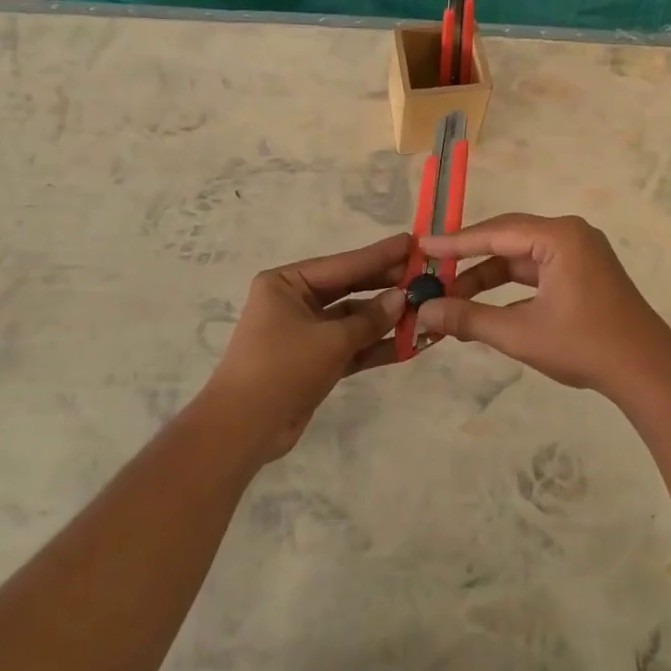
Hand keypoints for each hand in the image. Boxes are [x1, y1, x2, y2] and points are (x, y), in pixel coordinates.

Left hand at [202, 233, 409, 463]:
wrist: (243, 429)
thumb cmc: (282, 368)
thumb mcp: (330, 340)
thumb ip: (369, 319)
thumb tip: (403, 298)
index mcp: (286, 284)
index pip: (342, 264)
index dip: (379, 255)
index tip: (411, 242)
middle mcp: (294, 302)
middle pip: (349, 289)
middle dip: (386, 287)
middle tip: (425, 277)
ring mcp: (305, 333)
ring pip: (353, 320)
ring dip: (386, 320)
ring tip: (427, 311)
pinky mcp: (314, 361)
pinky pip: (351, 347)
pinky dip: (376, 346)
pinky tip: (411, 343)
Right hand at [415, 213, 670, 401]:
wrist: (647, 371)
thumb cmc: (584, 346)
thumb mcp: (520, 333)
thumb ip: (469, 319)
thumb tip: (424, 313)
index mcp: (559, 237)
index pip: (495, 233)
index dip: (455, 243)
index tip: (421, 248)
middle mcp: (570, 235)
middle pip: (507, 239)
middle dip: (468, 260)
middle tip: (432, 272)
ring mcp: (580, 253)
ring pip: (521, 257)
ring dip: (488, 277)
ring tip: (451, 297)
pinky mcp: (584, 272)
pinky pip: (537, 270)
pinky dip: (510, 286)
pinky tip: (485, 306)